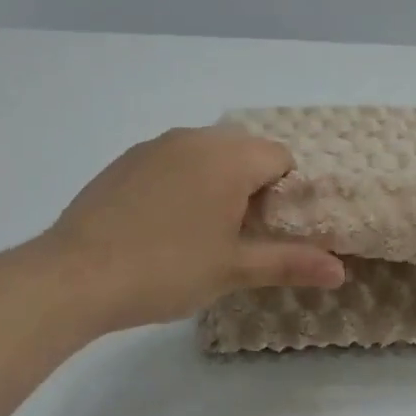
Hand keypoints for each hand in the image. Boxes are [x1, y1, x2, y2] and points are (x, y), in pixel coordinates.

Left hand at [39, 127, 345, 332]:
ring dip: (218, 183)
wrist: (74, 276)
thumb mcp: (234, 269)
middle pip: (245, 151)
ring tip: (202, 232)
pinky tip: (163, 225)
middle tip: (241, 235)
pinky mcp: (124, 161)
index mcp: (228, 157)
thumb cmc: (166, 269)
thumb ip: (290, 262)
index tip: (271, 231)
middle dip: (253, 186)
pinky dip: (183, 183)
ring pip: (206, 155)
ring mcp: (154, 146)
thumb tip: (341, 270)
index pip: (280, 158)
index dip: (286, 194)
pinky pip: (172, 162)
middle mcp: (193, 138)